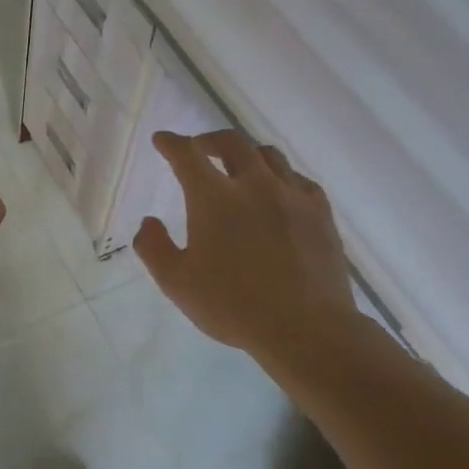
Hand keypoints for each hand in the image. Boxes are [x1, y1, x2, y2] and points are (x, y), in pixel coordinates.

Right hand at [133, 129, 357, 358]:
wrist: (306, 328)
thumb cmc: (233, 306)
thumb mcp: (176, 283)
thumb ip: (154, 247)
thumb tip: (148, 222)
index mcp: (214, 198)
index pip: (187, 155)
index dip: (171, 144)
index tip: (162, 140)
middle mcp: (254, 185)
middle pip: (232, 143)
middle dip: (209, 140)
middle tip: (198, 149)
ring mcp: (292, 196)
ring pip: (268, 155)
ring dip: (246, 153)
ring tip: (238, 166)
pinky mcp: (320, 212)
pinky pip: (298, 179)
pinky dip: (280, 176)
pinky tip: (278, 191)